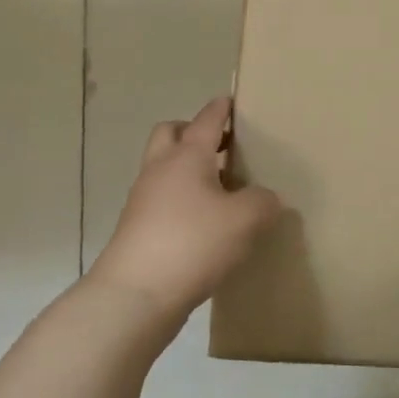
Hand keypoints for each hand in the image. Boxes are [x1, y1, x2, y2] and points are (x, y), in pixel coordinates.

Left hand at [88, 97, 282, 327]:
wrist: (134, 297)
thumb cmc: (193, 243)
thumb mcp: (246, 219)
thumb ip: (263, 201)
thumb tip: (264, 198)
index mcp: (187, 156)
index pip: (206, 120)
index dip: (221, 109)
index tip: (232, 101)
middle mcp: (161, 170)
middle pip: (170, 133)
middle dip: (192, 132)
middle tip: (222, 146)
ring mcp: (144, 200)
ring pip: (164, 168)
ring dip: (187, 168)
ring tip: (221, 188)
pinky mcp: (138, 230)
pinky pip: (162, 200)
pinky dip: (181, 199)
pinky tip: (206, 222)